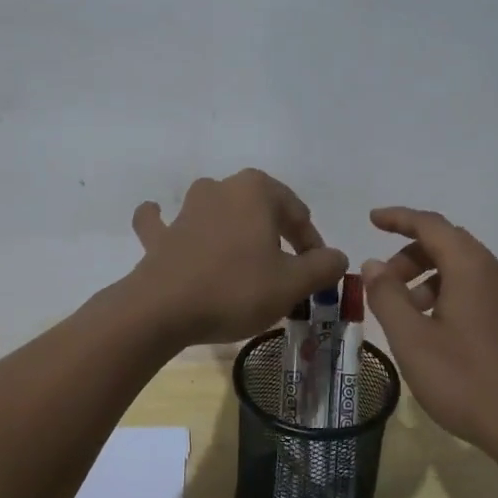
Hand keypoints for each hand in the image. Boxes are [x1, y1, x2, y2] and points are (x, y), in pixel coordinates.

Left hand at [128, 170, 348, 346]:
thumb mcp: (292, 283)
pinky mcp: (160, 235)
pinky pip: (165, 223)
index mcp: (256, 190)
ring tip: (244, 258)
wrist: (163, 309)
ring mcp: (186, 209)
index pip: (298, 213)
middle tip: (286, 271)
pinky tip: (164, 220)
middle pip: (260, 209)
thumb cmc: (236, 289)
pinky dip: (166, 222)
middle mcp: (221, 188)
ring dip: (232, 229)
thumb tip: (336, 256)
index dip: (312, 244)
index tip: (316, 273)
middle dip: (276, 236)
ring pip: (218, 211)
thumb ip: (322, 266)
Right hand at [360, 207, 497, 460]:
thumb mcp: (411, 339)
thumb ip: (387, 296)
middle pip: (450, 245)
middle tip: (385, 284)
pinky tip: (460, 325)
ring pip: (470, 272)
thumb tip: (375, 263)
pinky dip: (465, 299)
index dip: (398, 218)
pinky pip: (491, 297)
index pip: (430, 225)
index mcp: (470, 267)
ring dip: (435, 280)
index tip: (371, 220)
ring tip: (411, 313)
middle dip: (412, 255)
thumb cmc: (465, 380)